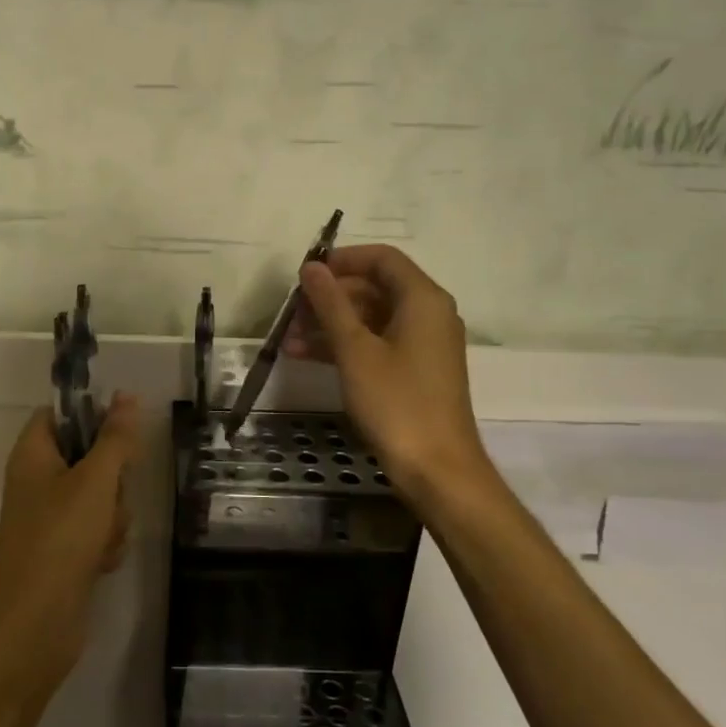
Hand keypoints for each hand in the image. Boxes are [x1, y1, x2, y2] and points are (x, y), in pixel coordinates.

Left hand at [0, 393, 141, 699]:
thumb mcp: (96, 480)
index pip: (59, 414)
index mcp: (32, 454)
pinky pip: (95, 529)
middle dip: (112, 478)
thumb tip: (126, 395)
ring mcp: (49, 518)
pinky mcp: (62, 550)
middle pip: (87, 456)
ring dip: (113, 515)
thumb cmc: (62, 537)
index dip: (91, 415)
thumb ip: (115, 437)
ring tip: (105, 537)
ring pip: (98, 496)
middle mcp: (36, 481)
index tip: (121, 432)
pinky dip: (105, 542)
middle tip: (111, 495)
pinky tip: (102, 561)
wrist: (36, 622)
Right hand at [286, 245, 495, 503]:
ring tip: (288, 340)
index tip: (306, 274)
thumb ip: (331, 304)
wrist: (437, 468)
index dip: (342, 260)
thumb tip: (312, 268)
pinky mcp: (415, 371)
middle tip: (291, 312)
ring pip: (371, 318)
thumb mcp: (355, 350)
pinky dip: (344, 346)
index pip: (382, 258)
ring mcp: (423, 344)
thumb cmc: (396, 402)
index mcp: (423, 299)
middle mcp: (428, 314)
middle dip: (329, 298)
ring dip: (330, 325)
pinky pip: (376, 343)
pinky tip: (306, 357)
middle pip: (374, 288)